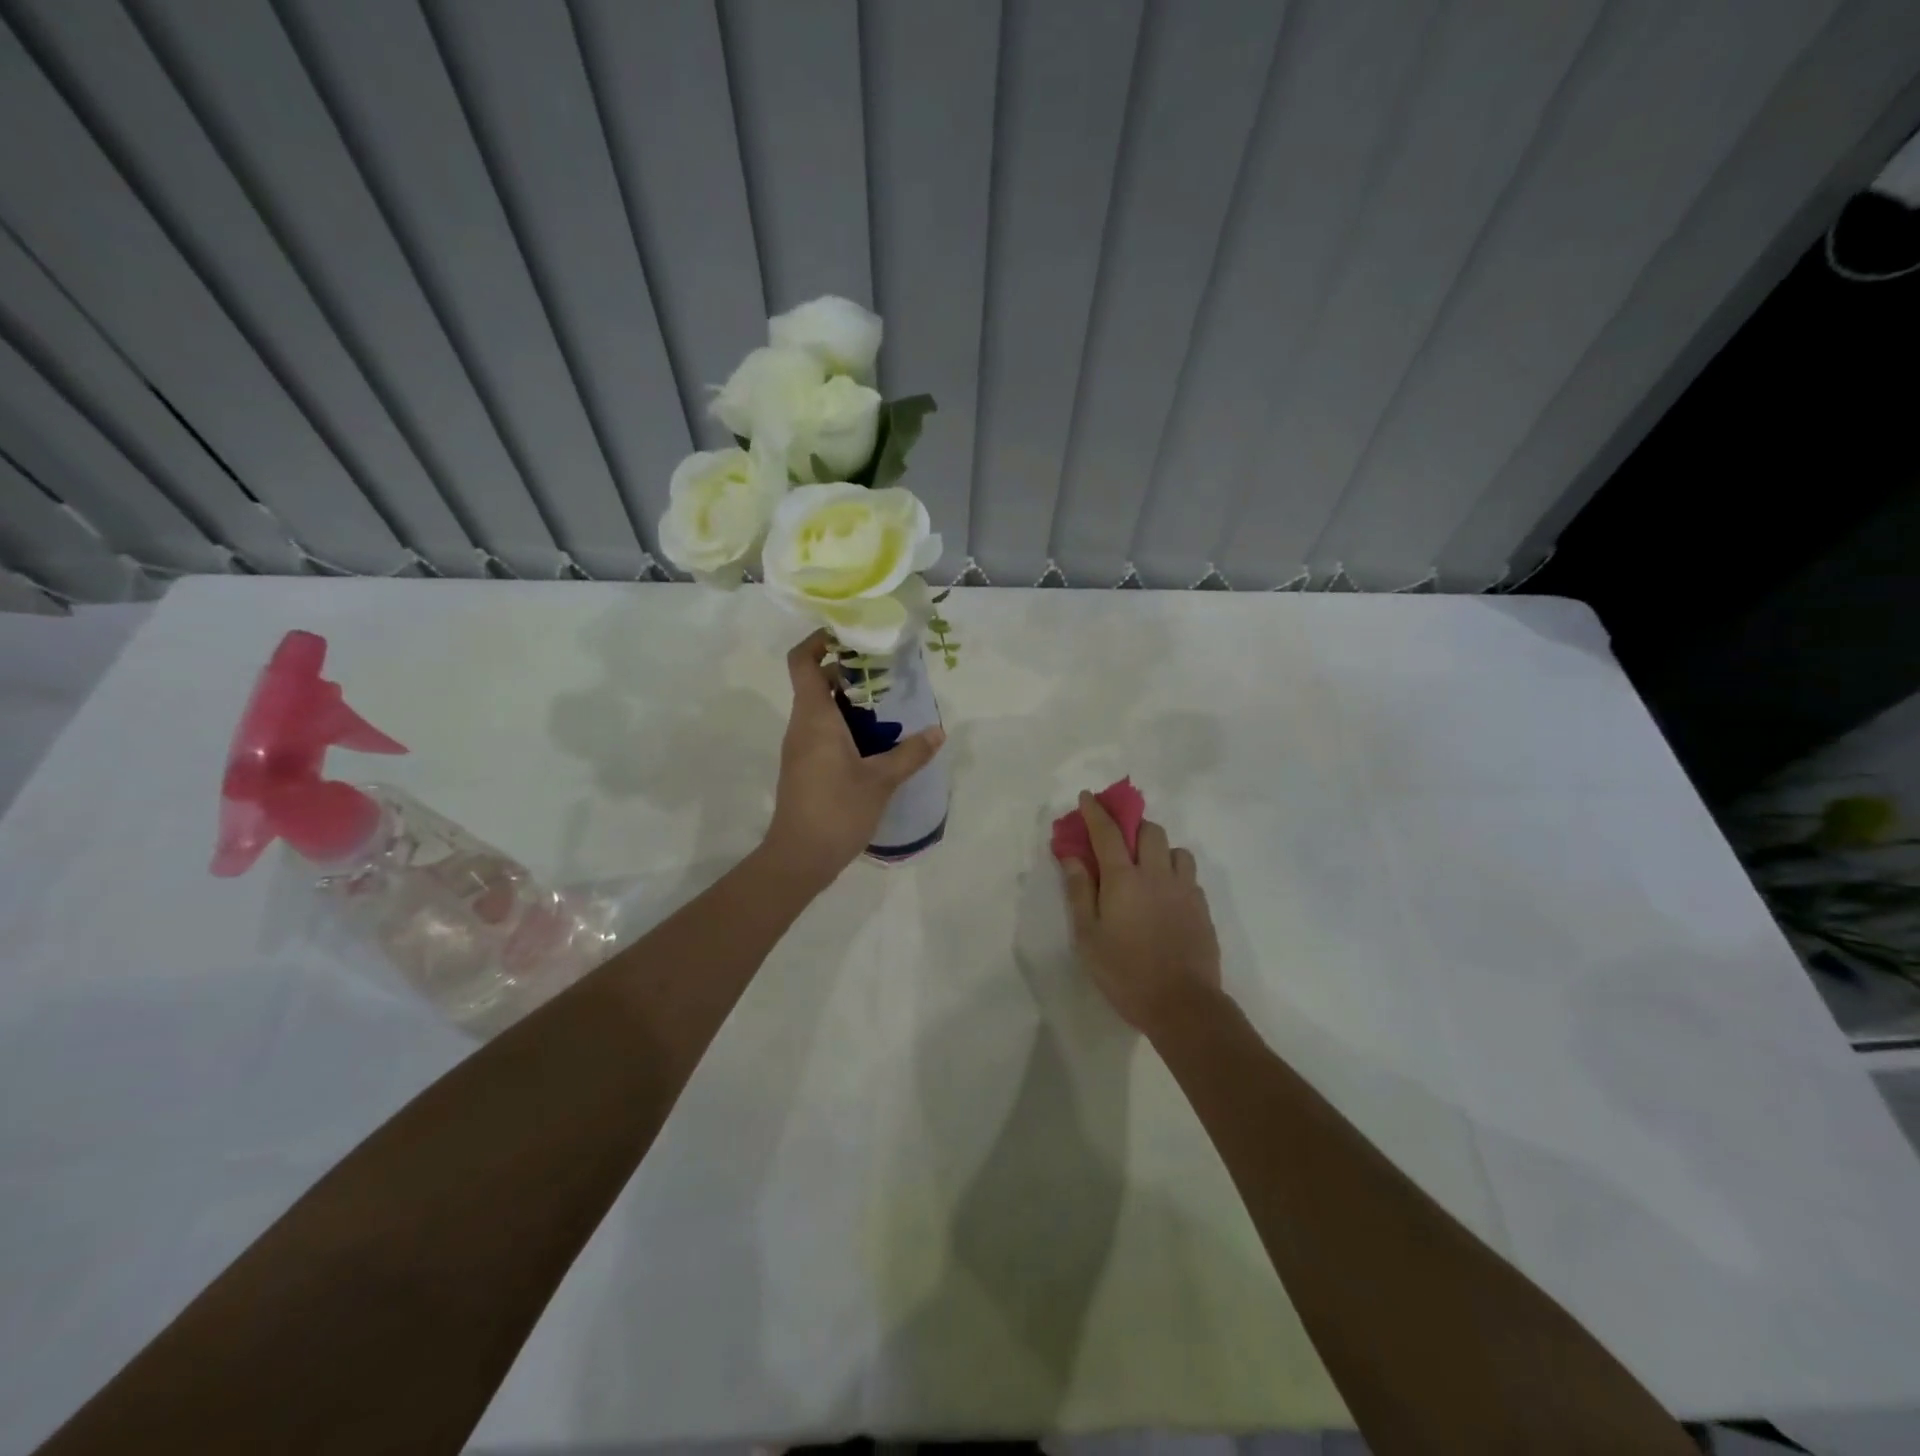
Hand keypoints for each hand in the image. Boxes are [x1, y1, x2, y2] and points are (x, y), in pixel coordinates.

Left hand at [764, 630, 945, 879]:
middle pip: (816, 681)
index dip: (819, 640)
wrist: (799, 857)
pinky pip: (823, 730)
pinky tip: (877, 738)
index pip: (802, 661)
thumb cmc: (837, 811)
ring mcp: (801, 747)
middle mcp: (802, 725)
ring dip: (851, 699)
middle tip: (886, 670)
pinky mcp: (805, 765)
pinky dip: (847, 723)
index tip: (851, 635)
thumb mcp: (881, 781)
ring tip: (889, 702)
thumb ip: (911, 754)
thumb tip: (938, 732)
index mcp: (814, 717)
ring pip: (822, 708)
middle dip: (848, 670)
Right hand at [1060, 791, 1221, 1033]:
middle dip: (1133, 825)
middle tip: (1119, 840)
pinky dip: (1175, 874)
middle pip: (1150, 831)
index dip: (1096, 811)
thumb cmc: (1125, 972)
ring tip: (1147, 868)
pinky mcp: (1202, 908)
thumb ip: (1079, 891)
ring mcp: (1185, 890)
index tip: (1087, 797)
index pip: (1108, 832)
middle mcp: (1157, 874)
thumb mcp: (1088, 936)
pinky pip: (1189, 876)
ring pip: (1176, 849)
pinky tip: (1166, 895)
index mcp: (1124, 879)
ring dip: (1159, 849)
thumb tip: (1072, 856)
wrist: (1183, 1005)